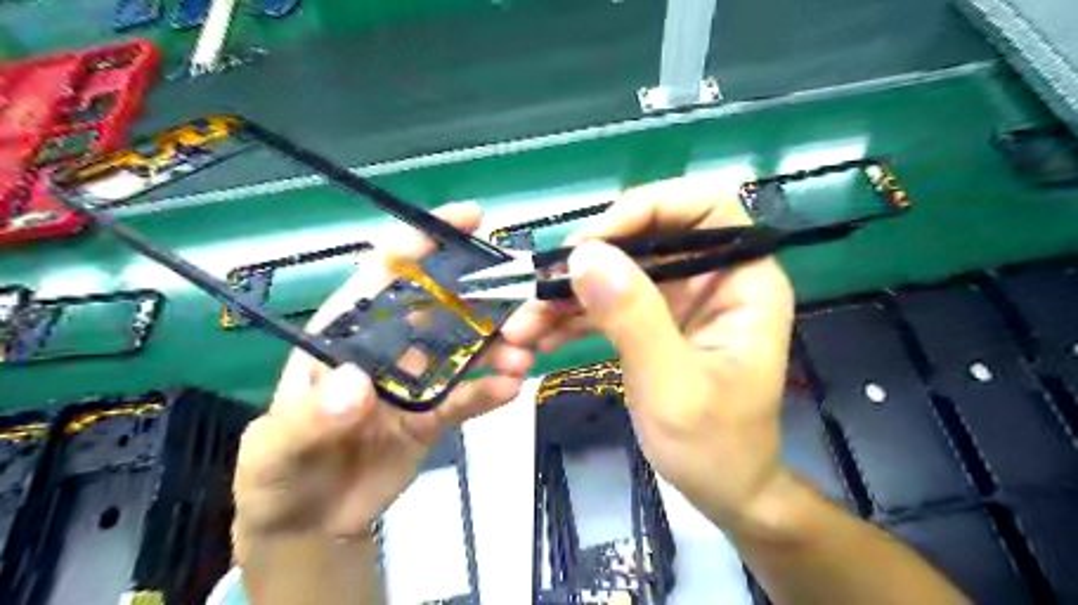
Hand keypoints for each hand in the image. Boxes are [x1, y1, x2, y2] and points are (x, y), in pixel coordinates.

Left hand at [236, 201, 537, 559]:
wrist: (309, 523)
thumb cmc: (279, 471)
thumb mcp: (277, 446)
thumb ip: (312, 416)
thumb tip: (356, 384)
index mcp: (345, 335)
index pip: (383, 274)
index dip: (422, 240)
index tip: (469, 217)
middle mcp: (388, 348)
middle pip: (439, 307)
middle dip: (480, 297)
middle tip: (521, 300)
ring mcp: (416, 381)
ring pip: (462, 351)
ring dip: (495, 347)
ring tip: (522, 354)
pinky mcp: (434, 415)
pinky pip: (465, 398)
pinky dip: (489, 391)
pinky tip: (511, 388)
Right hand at [502, 178, 792, 534]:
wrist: (721, 490)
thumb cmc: (715, 446)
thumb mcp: (673, 386)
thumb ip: (634, 317)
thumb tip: (584, 255)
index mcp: (743, 282)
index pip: (705, 208)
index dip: (649, 208)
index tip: (594, 241)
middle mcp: (712, 279)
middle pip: (649, 236)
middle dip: (591, 258)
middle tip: (542, 287)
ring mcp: (679, 300)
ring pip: (619, 269)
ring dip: (570, 292)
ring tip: (525, 323)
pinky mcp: (653, 321)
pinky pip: (610, 301)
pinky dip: (574, 315)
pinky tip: (541, 336)